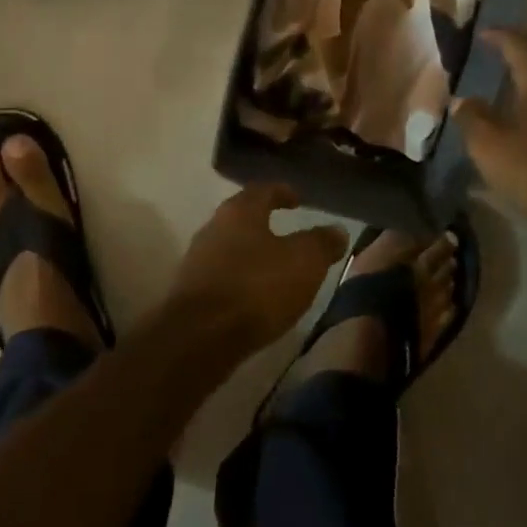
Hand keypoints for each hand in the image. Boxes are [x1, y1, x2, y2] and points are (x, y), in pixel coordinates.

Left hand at [170, 184, 346, 354]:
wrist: (199, 337)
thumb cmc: (257, 288)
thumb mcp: (304, 263)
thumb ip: (322, 243)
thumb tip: (337, 230)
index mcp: (240, 211)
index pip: (263, 190)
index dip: (282, 192)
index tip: (297, 199)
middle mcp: (214, 227)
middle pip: (242, 217)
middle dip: (264, 222)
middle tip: (287, 232)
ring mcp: (197, 259)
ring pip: (230, 246)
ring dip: (251, 253)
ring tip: (274, 267)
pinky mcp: (189, 291)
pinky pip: (222, 275)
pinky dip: (240, 278)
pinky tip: (253, 296)